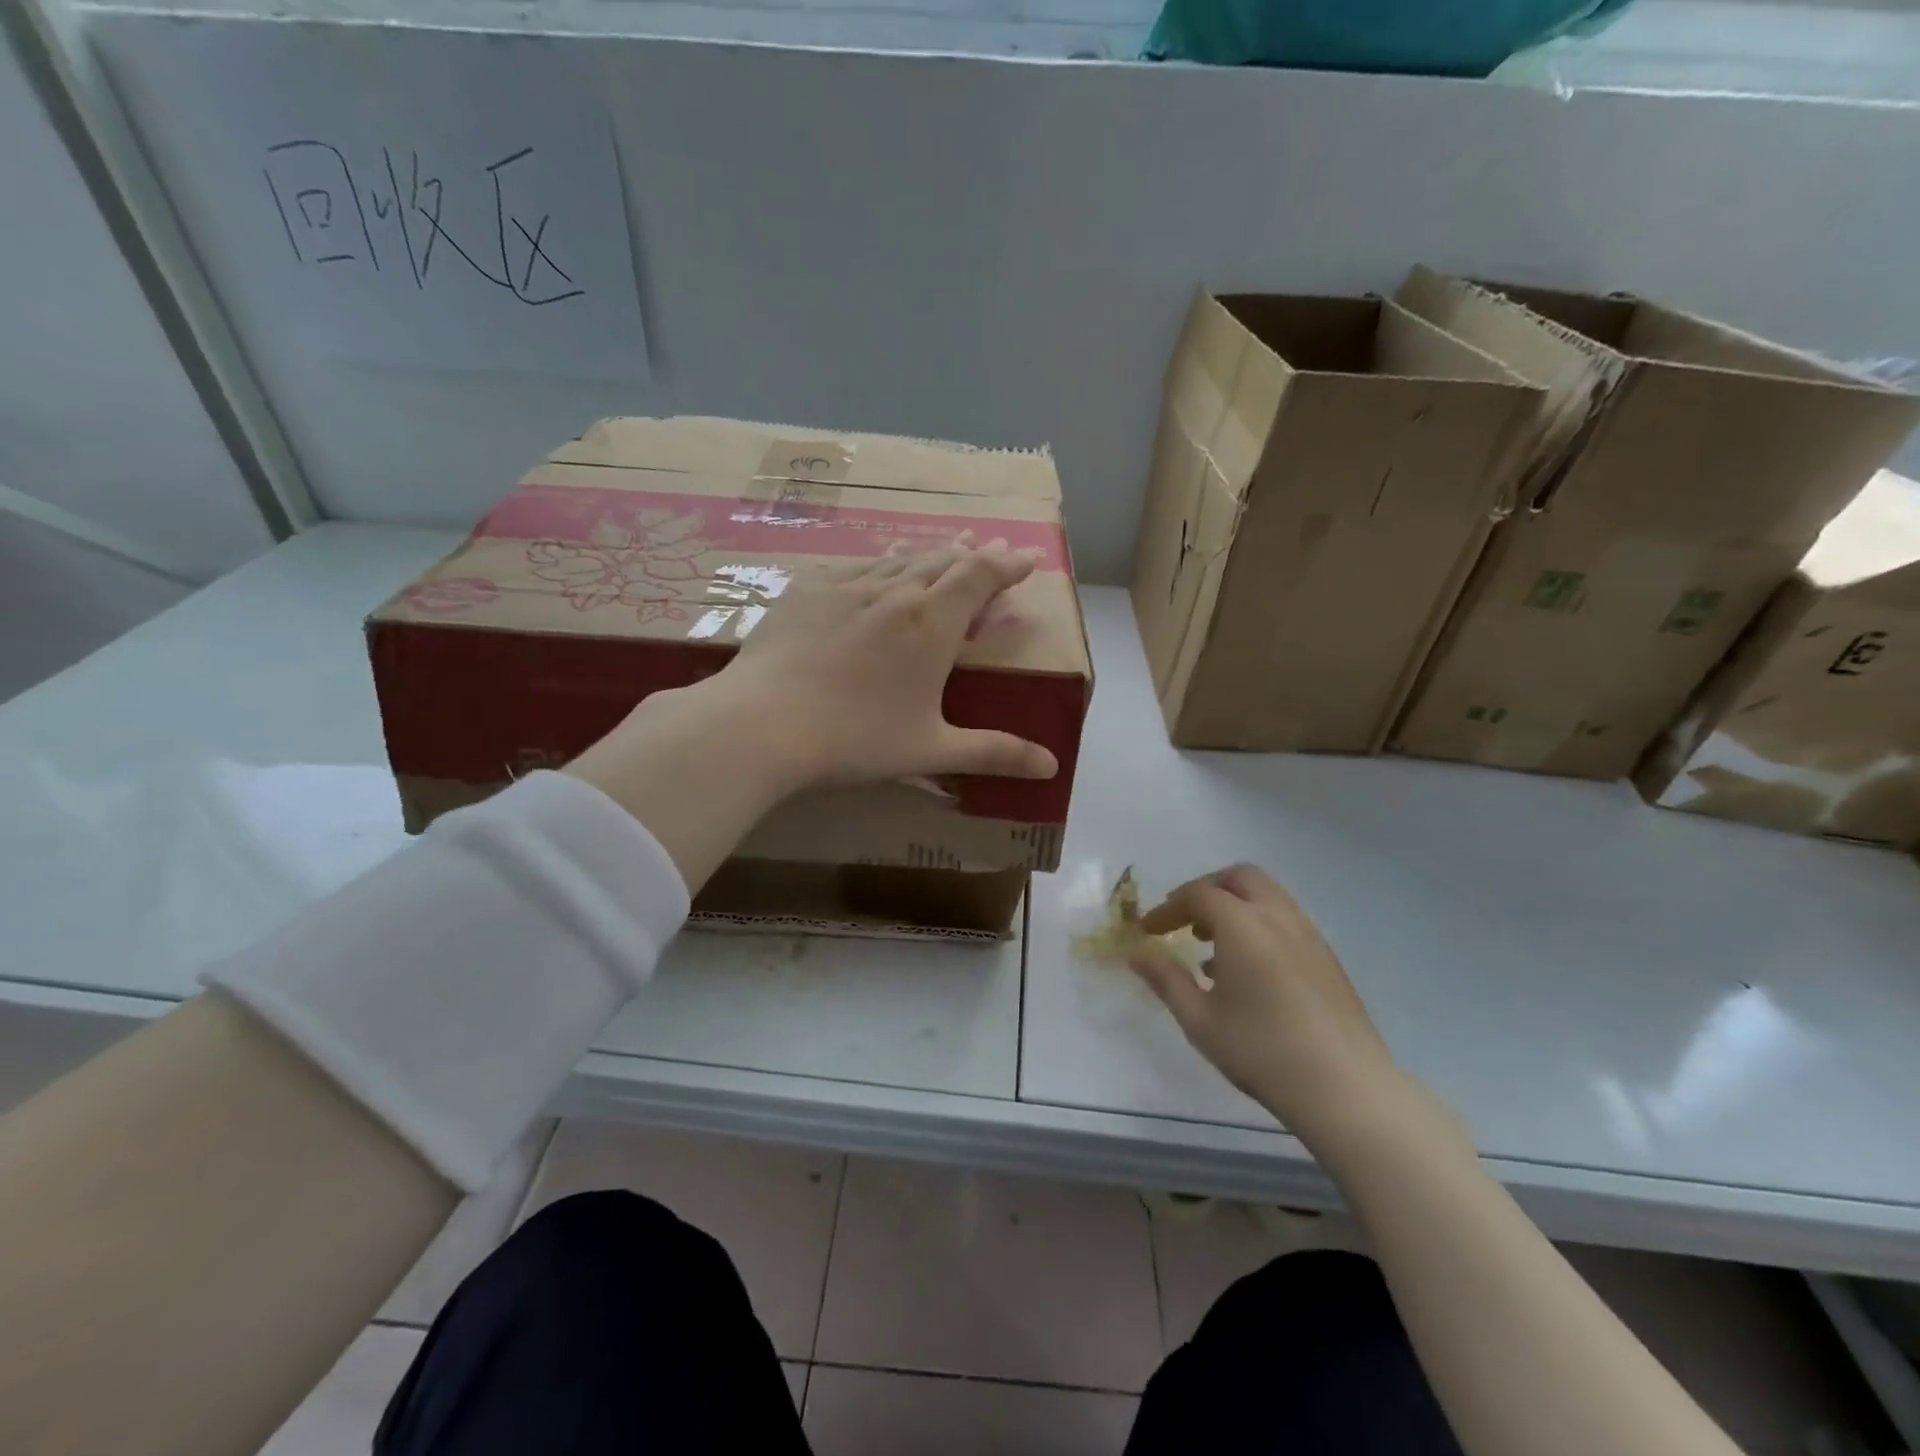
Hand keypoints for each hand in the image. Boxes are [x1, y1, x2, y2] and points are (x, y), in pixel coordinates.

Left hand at [715, 538, 1059, 790]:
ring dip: (929, 552)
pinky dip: (879, 559)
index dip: (1007, 565)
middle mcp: (895, 593)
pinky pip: (854, 564)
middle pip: (943, 561)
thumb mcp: (931, 749)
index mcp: (932, 625)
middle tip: (989, 547)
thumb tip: (1050, 767)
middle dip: (972, 555)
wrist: (762, 724)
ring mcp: (847, 587)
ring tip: (946, 546)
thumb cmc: (855, 740)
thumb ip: (993, 753)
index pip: (980, 578)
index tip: (1026, 557)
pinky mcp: (806, 590)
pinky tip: (877, 561)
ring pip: (899, 558)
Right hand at [1129, 864, 1403, 1144]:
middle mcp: (1278, 916)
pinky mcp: (1327, 956)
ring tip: (1211, 945)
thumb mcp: (1199, 1019)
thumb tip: (1137, 955)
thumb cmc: (1261, 1051)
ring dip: (1234, 905)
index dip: (1167, 908)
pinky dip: (1258, 923)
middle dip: (1205, 890)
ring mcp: (1309, 934)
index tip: (1147, 931)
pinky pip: (1285, 919)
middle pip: (1238, 878)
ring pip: (1267, 895)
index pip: (1197, 895)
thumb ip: (1166, 980)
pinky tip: (1246, 968)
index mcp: (1243, 924)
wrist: (1345, 1089)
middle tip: (1183, 920)